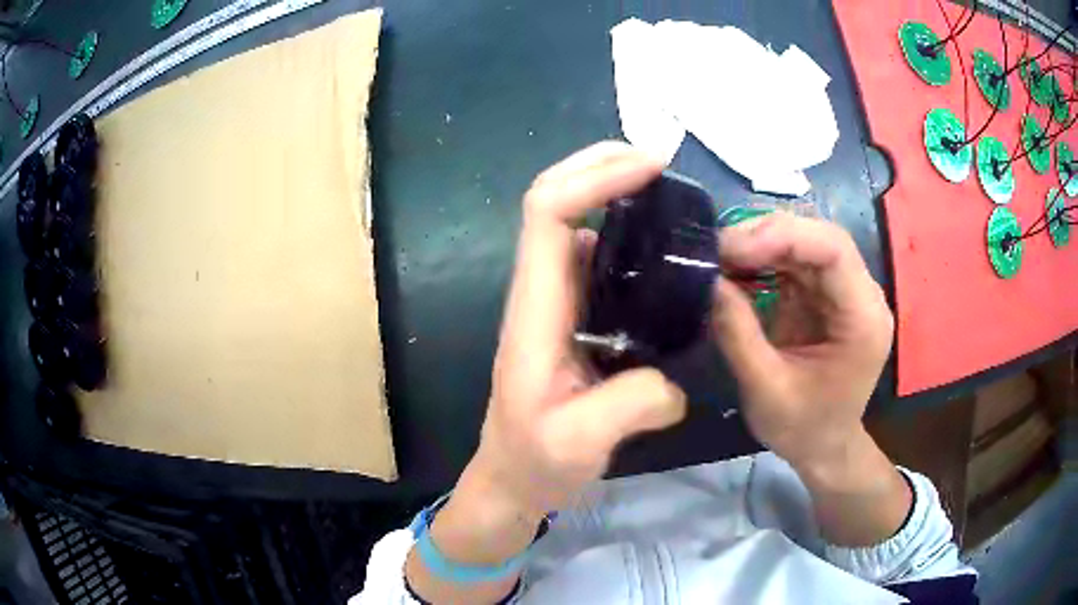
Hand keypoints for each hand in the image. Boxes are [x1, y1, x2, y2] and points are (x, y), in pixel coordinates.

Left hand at [471, 142, 687, 516]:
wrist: (514, 479)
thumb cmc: (535, 461)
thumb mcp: (580, 442)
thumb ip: (632, 404)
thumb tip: (675, 380)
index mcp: (535, 309)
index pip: (547, 213)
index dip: (595, 177)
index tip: (651, 168)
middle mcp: (542, 291)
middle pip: (554, 199)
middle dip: (602, 165)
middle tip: (662, 162)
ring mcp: (557, 300)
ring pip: (575, 221)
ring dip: (613, 190)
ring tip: (669, 191)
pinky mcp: (575, 315)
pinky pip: (597, 255)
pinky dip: (626, 230)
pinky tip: (664, 244)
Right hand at [711, 212, 893, 470]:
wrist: (823, 446)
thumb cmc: (802, 427)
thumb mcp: (765, 389)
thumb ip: (738, 334)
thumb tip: (708, 280)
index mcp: (863, 318)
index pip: (833, 249)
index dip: (783, 236)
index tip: (732, 249)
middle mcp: (860, 294)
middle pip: (818, 237)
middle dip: (766, 235)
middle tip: (717, 249)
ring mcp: (843, 291)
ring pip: (804, 242)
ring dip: (760, 243)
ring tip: (719, 256)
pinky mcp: (824, 294)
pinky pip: (794, 261)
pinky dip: (761, 259)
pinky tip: (734, 268)